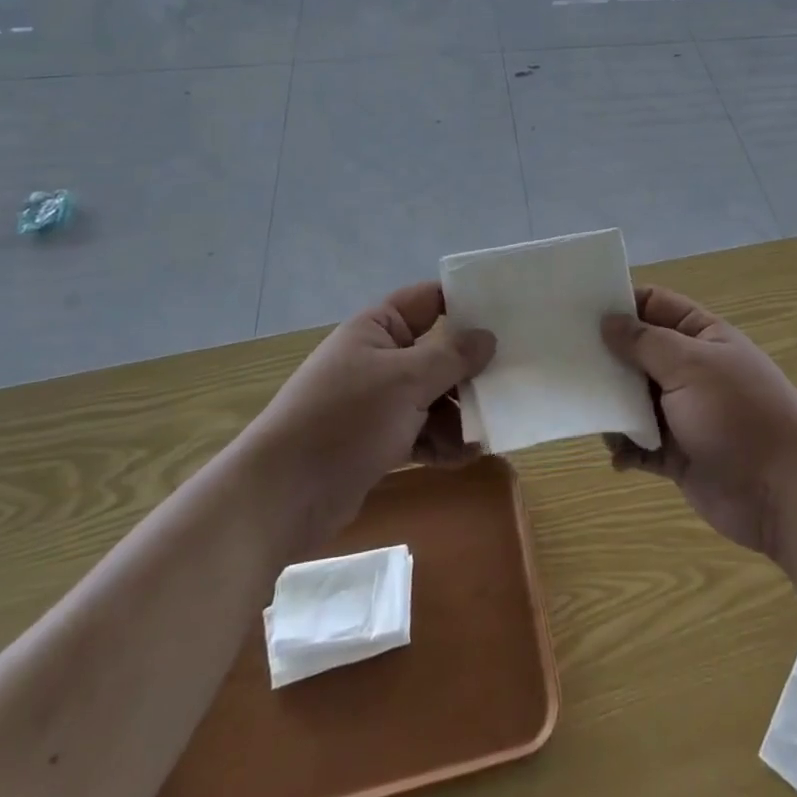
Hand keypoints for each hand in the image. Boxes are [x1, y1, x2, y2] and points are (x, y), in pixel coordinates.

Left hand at [248, 282, 494, 555]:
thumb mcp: (406, 380)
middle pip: (438, 352)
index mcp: (379, 327)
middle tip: (513, 377)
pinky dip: (443, 442)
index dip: (466, 302)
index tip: (508, 313)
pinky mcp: (379, 441)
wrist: (283, 496)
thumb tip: (488, 336)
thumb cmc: (346, 419)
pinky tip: (468, 456)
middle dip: (470, 369)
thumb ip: (452, 356)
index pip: (430, 300)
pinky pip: (422, 432)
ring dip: (460, 413)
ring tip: (489, 428)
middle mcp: (380, 358)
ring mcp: (379, 401)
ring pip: (433, 396)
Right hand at [602, 285, 796, 560]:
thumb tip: (607, 320)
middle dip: (606, 357)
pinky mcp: (678, 454)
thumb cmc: (738, 416)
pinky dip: (626, 448)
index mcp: (700, 336)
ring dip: (612, 405)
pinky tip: (617, 456)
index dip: (619, 304)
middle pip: (638, 352)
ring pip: (634, 398)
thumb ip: (644, 342)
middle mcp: (690, 369)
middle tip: (564, 360)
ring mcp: (684, 412)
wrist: (785, 496)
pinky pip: (640, 443)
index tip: (577, 310)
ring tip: (586, 411)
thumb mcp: (690, 366)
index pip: (654, 305)